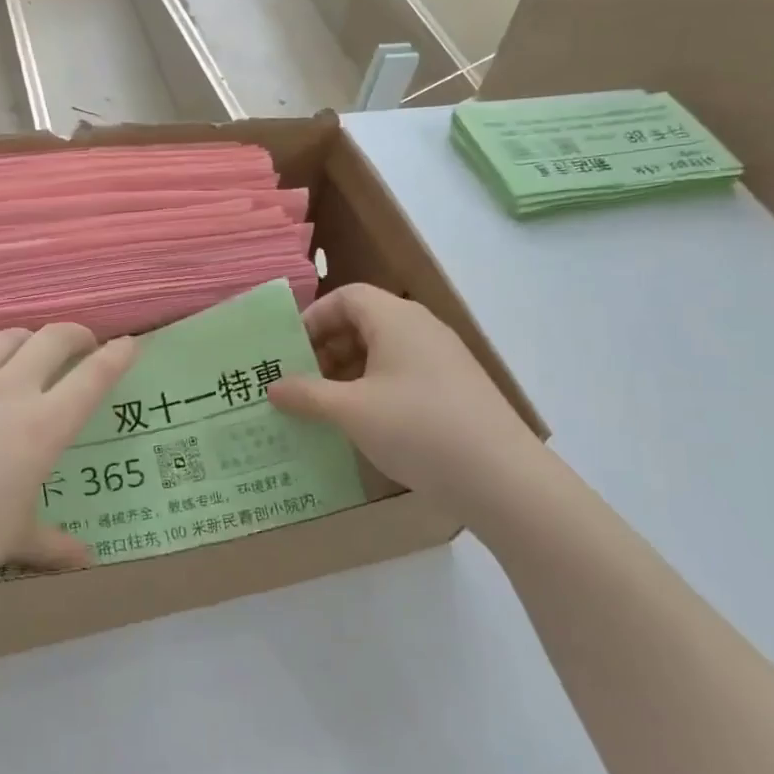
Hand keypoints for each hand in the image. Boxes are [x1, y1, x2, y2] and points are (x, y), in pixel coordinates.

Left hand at [0, 325, 136, 589]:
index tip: (129, 343)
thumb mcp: (12, 540)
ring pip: (5, 339)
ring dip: (25, 339)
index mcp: (43, 426)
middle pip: (52, 339)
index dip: (116, 356)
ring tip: (28, 353)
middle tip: (83, 343)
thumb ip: (52, 545)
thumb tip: (85, 560)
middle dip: (75, 333)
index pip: (92, 378)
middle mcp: (9, 391)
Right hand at [268, 284, 539, 514]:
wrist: (500, 477)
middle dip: (326, 348)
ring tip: (325, 407)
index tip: (289, 352)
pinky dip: (374, 389)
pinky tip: (362, 423)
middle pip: (363, 321)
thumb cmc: (417, 428)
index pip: (346, 296)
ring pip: (382, 351)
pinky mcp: (453, 388)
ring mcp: (441, 358)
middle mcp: (421, 328)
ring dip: (348, 372)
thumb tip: (273, 387)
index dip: (313, 319)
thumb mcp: (351, 411)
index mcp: (396, 318)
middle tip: (301, 383)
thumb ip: (307, 394)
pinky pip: (402, 374)